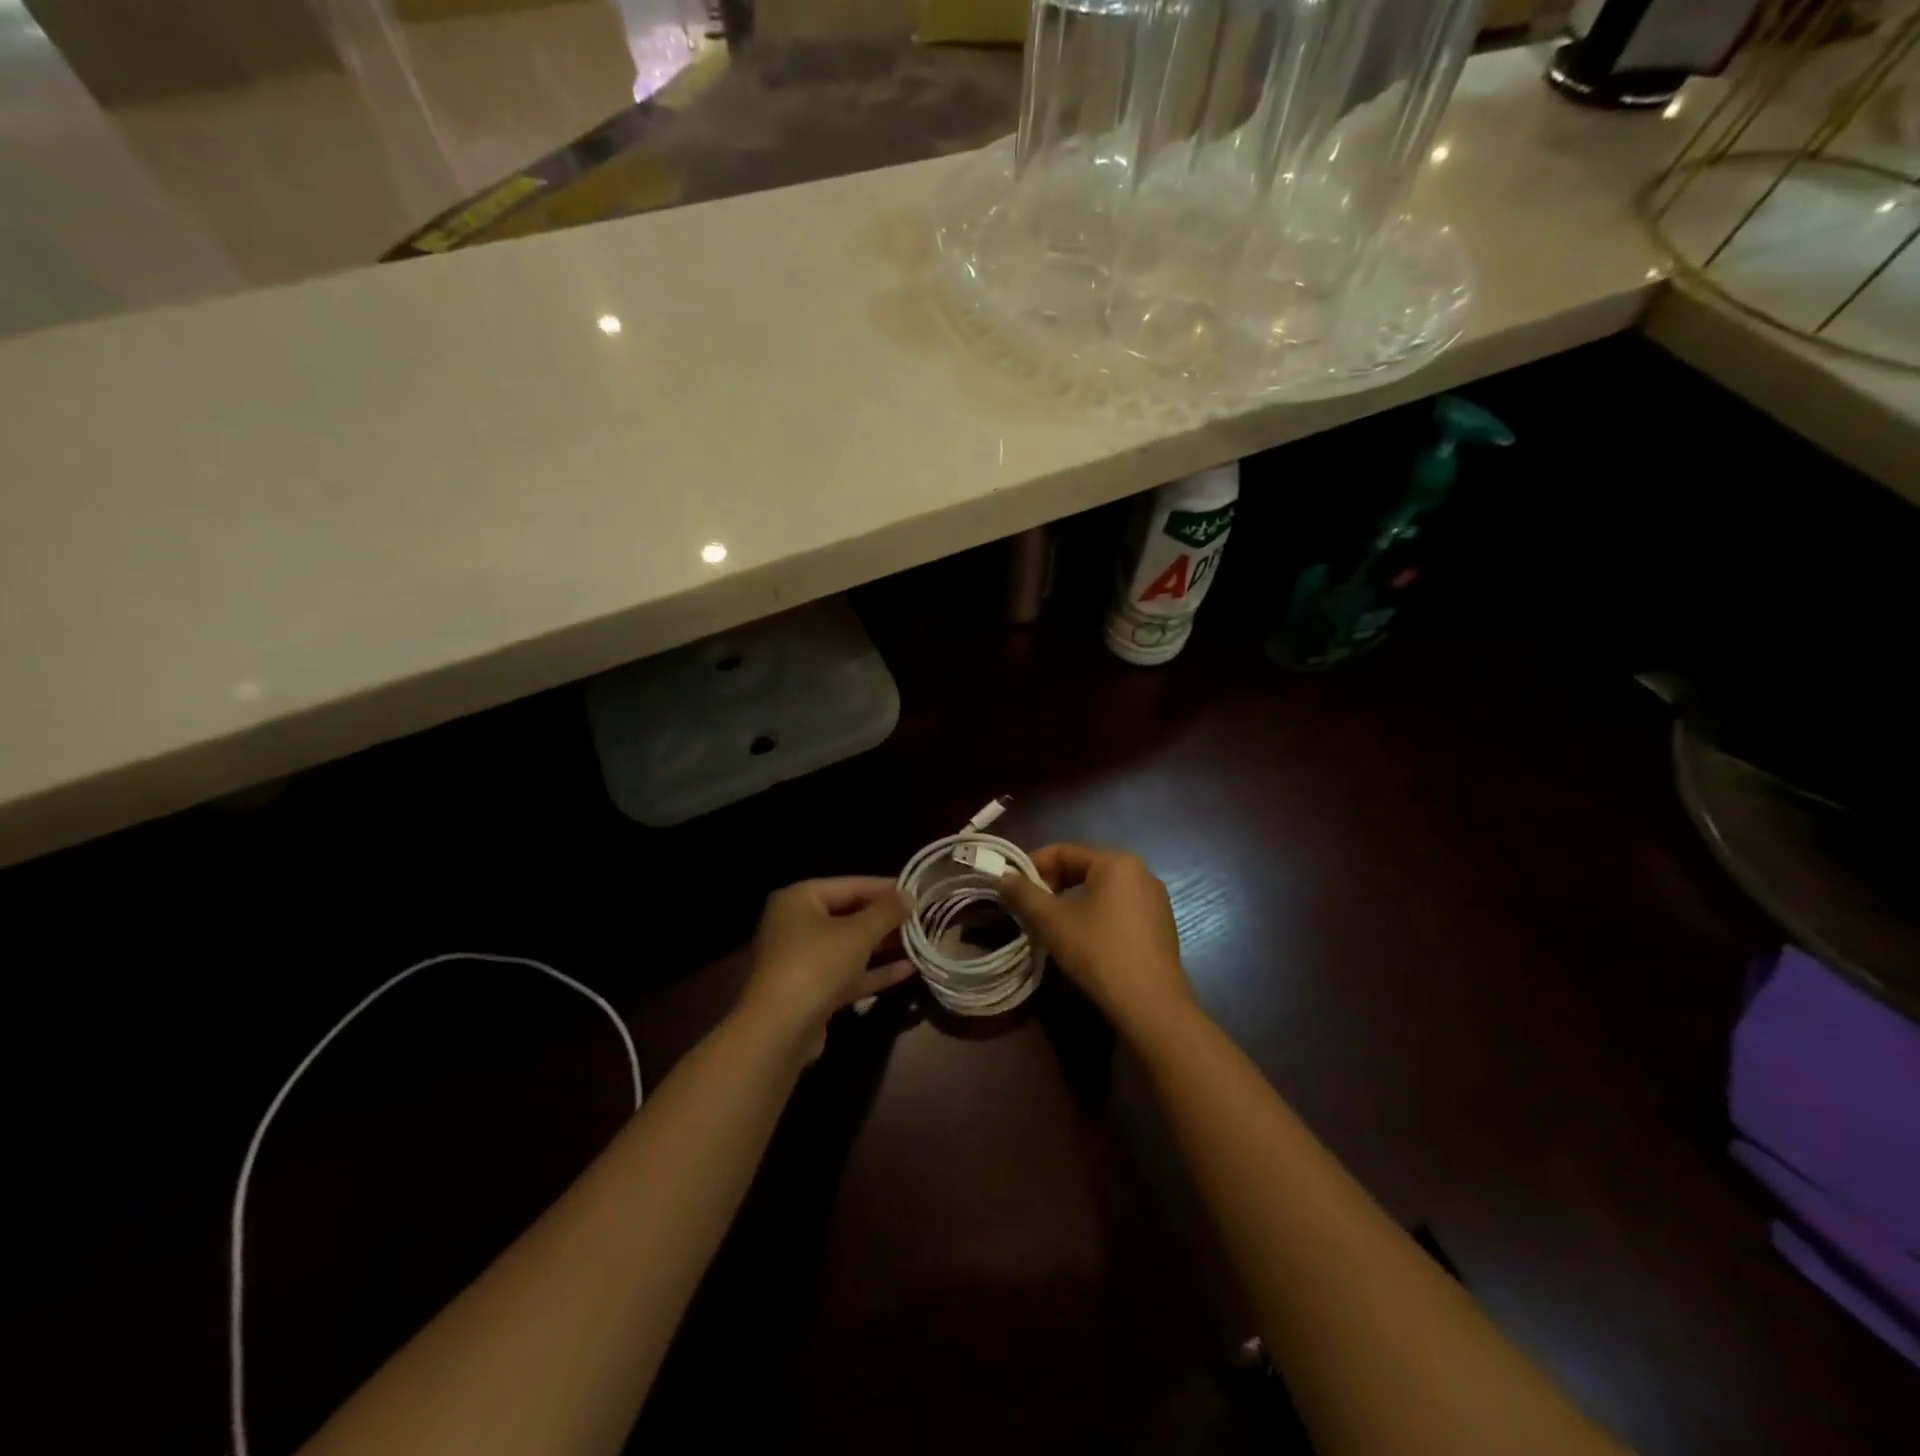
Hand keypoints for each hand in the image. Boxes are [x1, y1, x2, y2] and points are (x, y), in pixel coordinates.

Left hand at [737, 877, 914, 1058]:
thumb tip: (908, 896)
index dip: (885, 888)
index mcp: (800, 899)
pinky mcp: (811, 991)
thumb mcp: (858, 933)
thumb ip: (886, 912)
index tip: (918, 892)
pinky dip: (874, 971)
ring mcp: (802, 960)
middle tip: (922, 919)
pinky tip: (908, 970)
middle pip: (849, 915)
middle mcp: (796, 924)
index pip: (850, 885)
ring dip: (883, 946)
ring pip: (849, 946)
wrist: (779, 1032)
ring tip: (920, 942)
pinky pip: (847, 973)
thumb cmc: (817, 966)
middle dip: (886, 919)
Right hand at [998, 844, 1193, 1040]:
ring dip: (1072, 901)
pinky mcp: (1161, 926)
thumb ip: (1023, 894)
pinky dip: (1096, 915)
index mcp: (1117, 862)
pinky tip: (1084, 940)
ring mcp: (1156, 900)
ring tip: (1052, 925)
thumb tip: (1002, 877)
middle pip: (1084, 868)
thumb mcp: (1052, 921)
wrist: (1151, 1006)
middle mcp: (1141, 872)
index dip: (1033, 866)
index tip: (1012, 888)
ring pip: (1102, 890)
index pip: (1064, 851)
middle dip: (1052, 884)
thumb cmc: (1098, 952)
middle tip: (1029, 908)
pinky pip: (1120, 909)